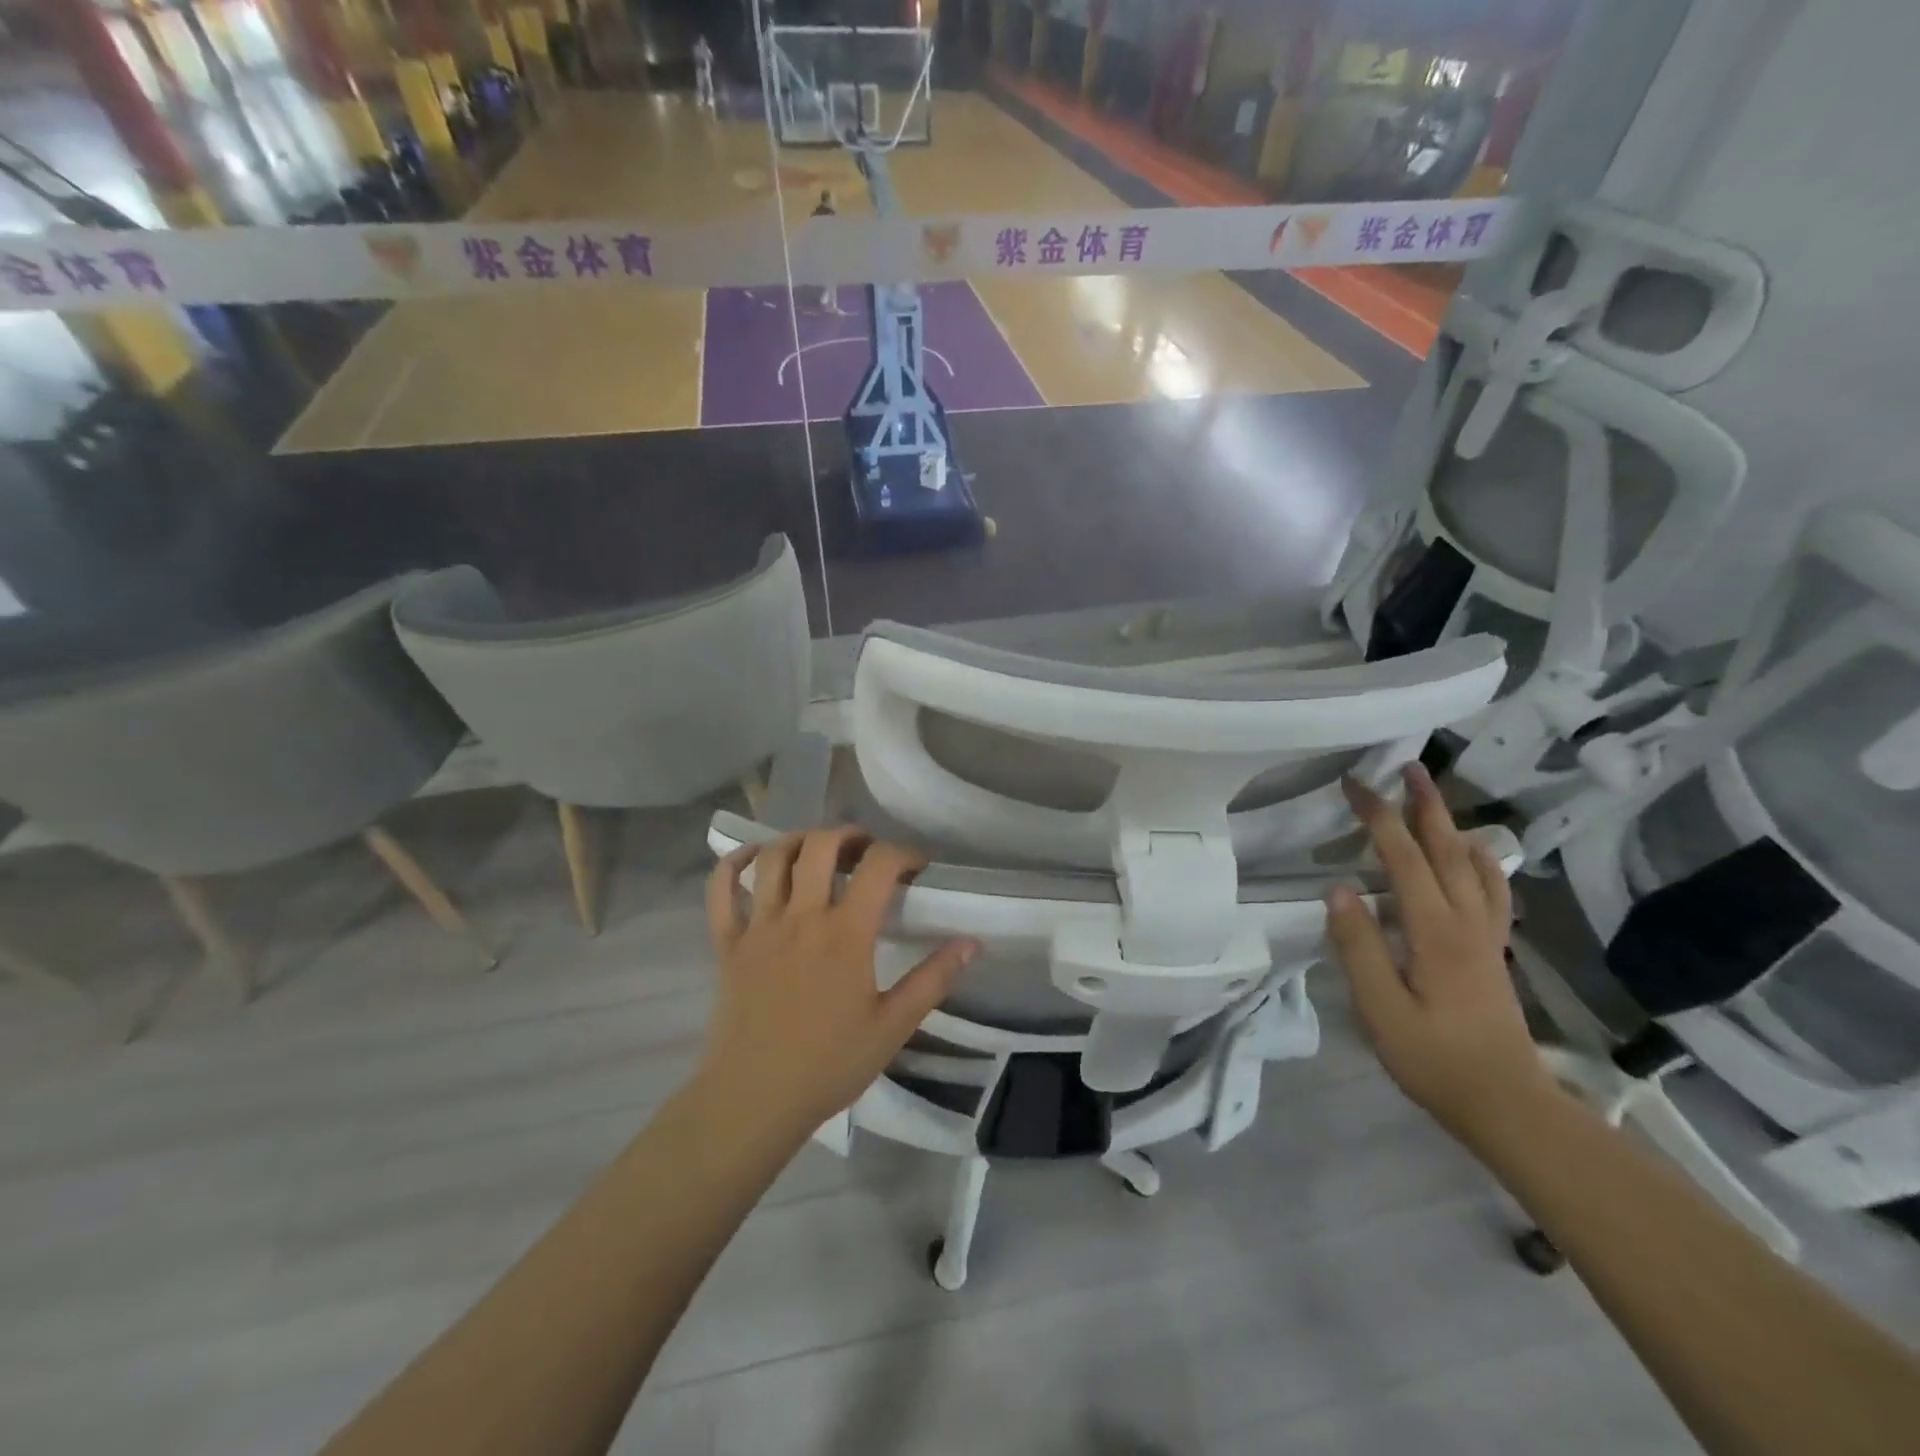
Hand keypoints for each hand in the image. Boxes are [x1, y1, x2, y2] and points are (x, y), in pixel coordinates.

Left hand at [697, 829, 976, 1146]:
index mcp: (845, 934)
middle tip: (865, 850)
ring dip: (798, 840)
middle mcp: (801, 917)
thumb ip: (932, 980)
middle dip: (849, 835)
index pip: (879, 866)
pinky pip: (721, 889)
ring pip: (772, 857)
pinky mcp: (727, 943)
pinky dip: (733, 864)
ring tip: (818, 850)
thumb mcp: (892, 1027)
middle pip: (821, 845)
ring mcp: (758, 927)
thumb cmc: (828, 1065)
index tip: (918, 868)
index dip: (903, 853)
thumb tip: (971, 942)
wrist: (753, 1100)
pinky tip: (752, 859)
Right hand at [1325, 764, 1551, 1147]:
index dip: (1377, 817)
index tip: (1354, 784)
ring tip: (1435, 798)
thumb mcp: (1380, 1009)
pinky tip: (1472, 853)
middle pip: (1445, 849)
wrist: (1507, 1103)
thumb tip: (1339, 889)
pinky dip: (1480, 859)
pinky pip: (1492, 889)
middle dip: (1423, 805)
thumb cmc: (1434, 1058)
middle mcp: (1466, 921)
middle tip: (1408, 766)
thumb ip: (1359, 947)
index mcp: (1435, 930)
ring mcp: (1486, 934)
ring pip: (1473, 864)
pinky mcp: (1492, 949)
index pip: (1402, 858)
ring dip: (1451, 824)